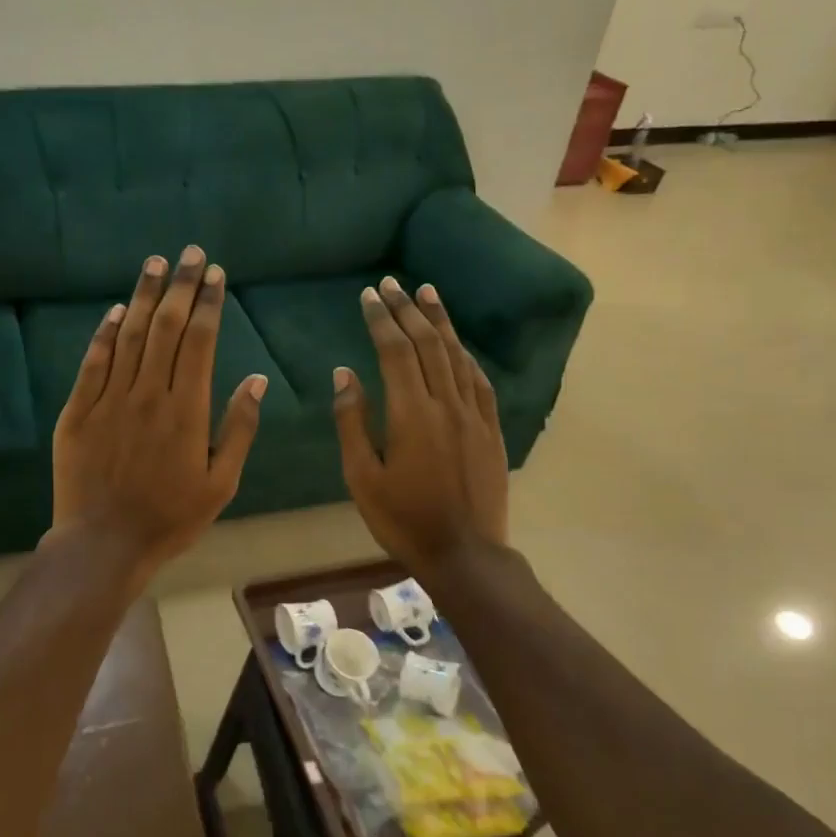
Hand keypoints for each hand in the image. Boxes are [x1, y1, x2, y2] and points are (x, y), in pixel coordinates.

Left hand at [50, 246, 266, 570]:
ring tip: (155, 263)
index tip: (216, 275)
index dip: (209, 304)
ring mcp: (109, 399)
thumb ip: (239, 428)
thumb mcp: (221, 483)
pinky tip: (115, 310)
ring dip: (144, 295)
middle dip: (181, 286)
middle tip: (191, 253)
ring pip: (128, 335)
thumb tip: (257, 379)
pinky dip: (104, 333)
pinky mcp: (78, 411)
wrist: (103, 544)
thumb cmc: (170, 518)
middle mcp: (148, 394)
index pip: (200, 341)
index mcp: (187, 410)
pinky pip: (93, 362)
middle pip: (166, 327)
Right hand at [331, 276, 508, 565]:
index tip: (369, 295)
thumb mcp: (362, 476)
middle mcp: (446, 404)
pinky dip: (465, 355)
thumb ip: (352, 421)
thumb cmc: (402, 519)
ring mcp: (474, 415)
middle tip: (392, 284)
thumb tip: (344, 373)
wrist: (464, 553)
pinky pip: (479, 381)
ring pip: (457, 356)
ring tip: (427, 293)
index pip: (395, 351)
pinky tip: (458, 344)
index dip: (381, 319)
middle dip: (408, 310)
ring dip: (440, 322)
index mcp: (411, 414)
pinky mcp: (491, 430)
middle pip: (428, 344)